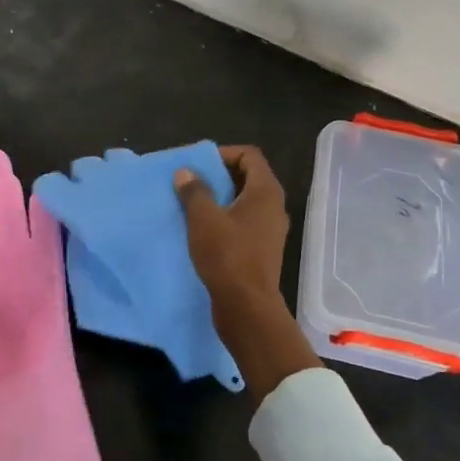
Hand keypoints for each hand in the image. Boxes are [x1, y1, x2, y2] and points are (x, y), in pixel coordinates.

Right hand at [175, 146, 320, 402]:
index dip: (224, 154)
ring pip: (245, 202)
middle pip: (248, 177)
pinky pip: (244, 222)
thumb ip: (194, 191)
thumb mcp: (204, 219)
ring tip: (193, 205)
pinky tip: (203, 230)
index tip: (199, 165)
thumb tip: (186, 172)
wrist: (246, 306)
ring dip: (220, 199)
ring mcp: (270, 230)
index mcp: (266, 192)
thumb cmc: (227, 256)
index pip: (250, 155)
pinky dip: (225, 219)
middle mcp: (273, 207)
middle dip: (219, 176)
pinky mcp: (262, 249)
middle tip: (191, 183)